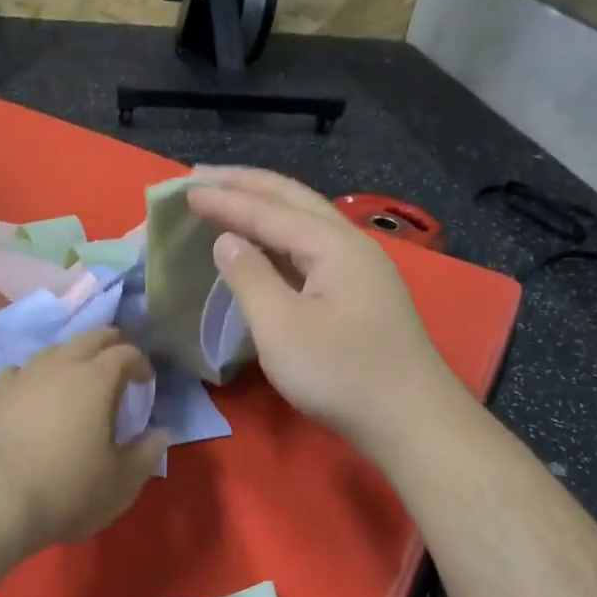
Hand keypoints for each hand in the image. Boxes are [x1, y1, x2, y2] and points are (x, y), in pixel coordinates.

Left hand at [0, 328, 167, 559]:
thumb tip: (161, 433)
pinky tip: (33, 394)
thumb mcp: (120, 483)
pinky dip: (35, 377)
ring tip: (77, 378)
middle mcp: (60, 365)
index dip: (140, 363)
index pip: (126, 353)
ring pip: (54, 350)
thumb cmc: (65, 491)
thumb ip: (146, 454)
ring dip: (72, 357)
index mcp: (96, 379)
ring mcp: (22, 375)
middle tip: (118, 363)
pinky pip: (21, 371)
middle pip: (90, 337)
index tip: (146, 381)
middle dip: (110, 345)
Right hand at [187, 168, 466, 450]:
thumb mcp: (281, 328)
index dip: (225, 200)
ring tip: (228, 197)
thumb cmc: (341, 374)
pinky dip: (280, 235)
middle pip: (294, 199)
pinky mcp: (361, 291)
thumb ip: (250, 277)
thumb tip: (227, 240)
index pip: (269, 210)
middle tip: (202, 176)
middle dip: (247, 184)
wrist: (412, 420)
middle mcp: (350, 244)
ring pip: (306, 219)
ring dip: (265, 205)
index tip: (184, 190)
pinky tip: (264, 242)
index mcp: (333, 245)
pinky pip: (312, 246)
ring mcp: (361, 268)